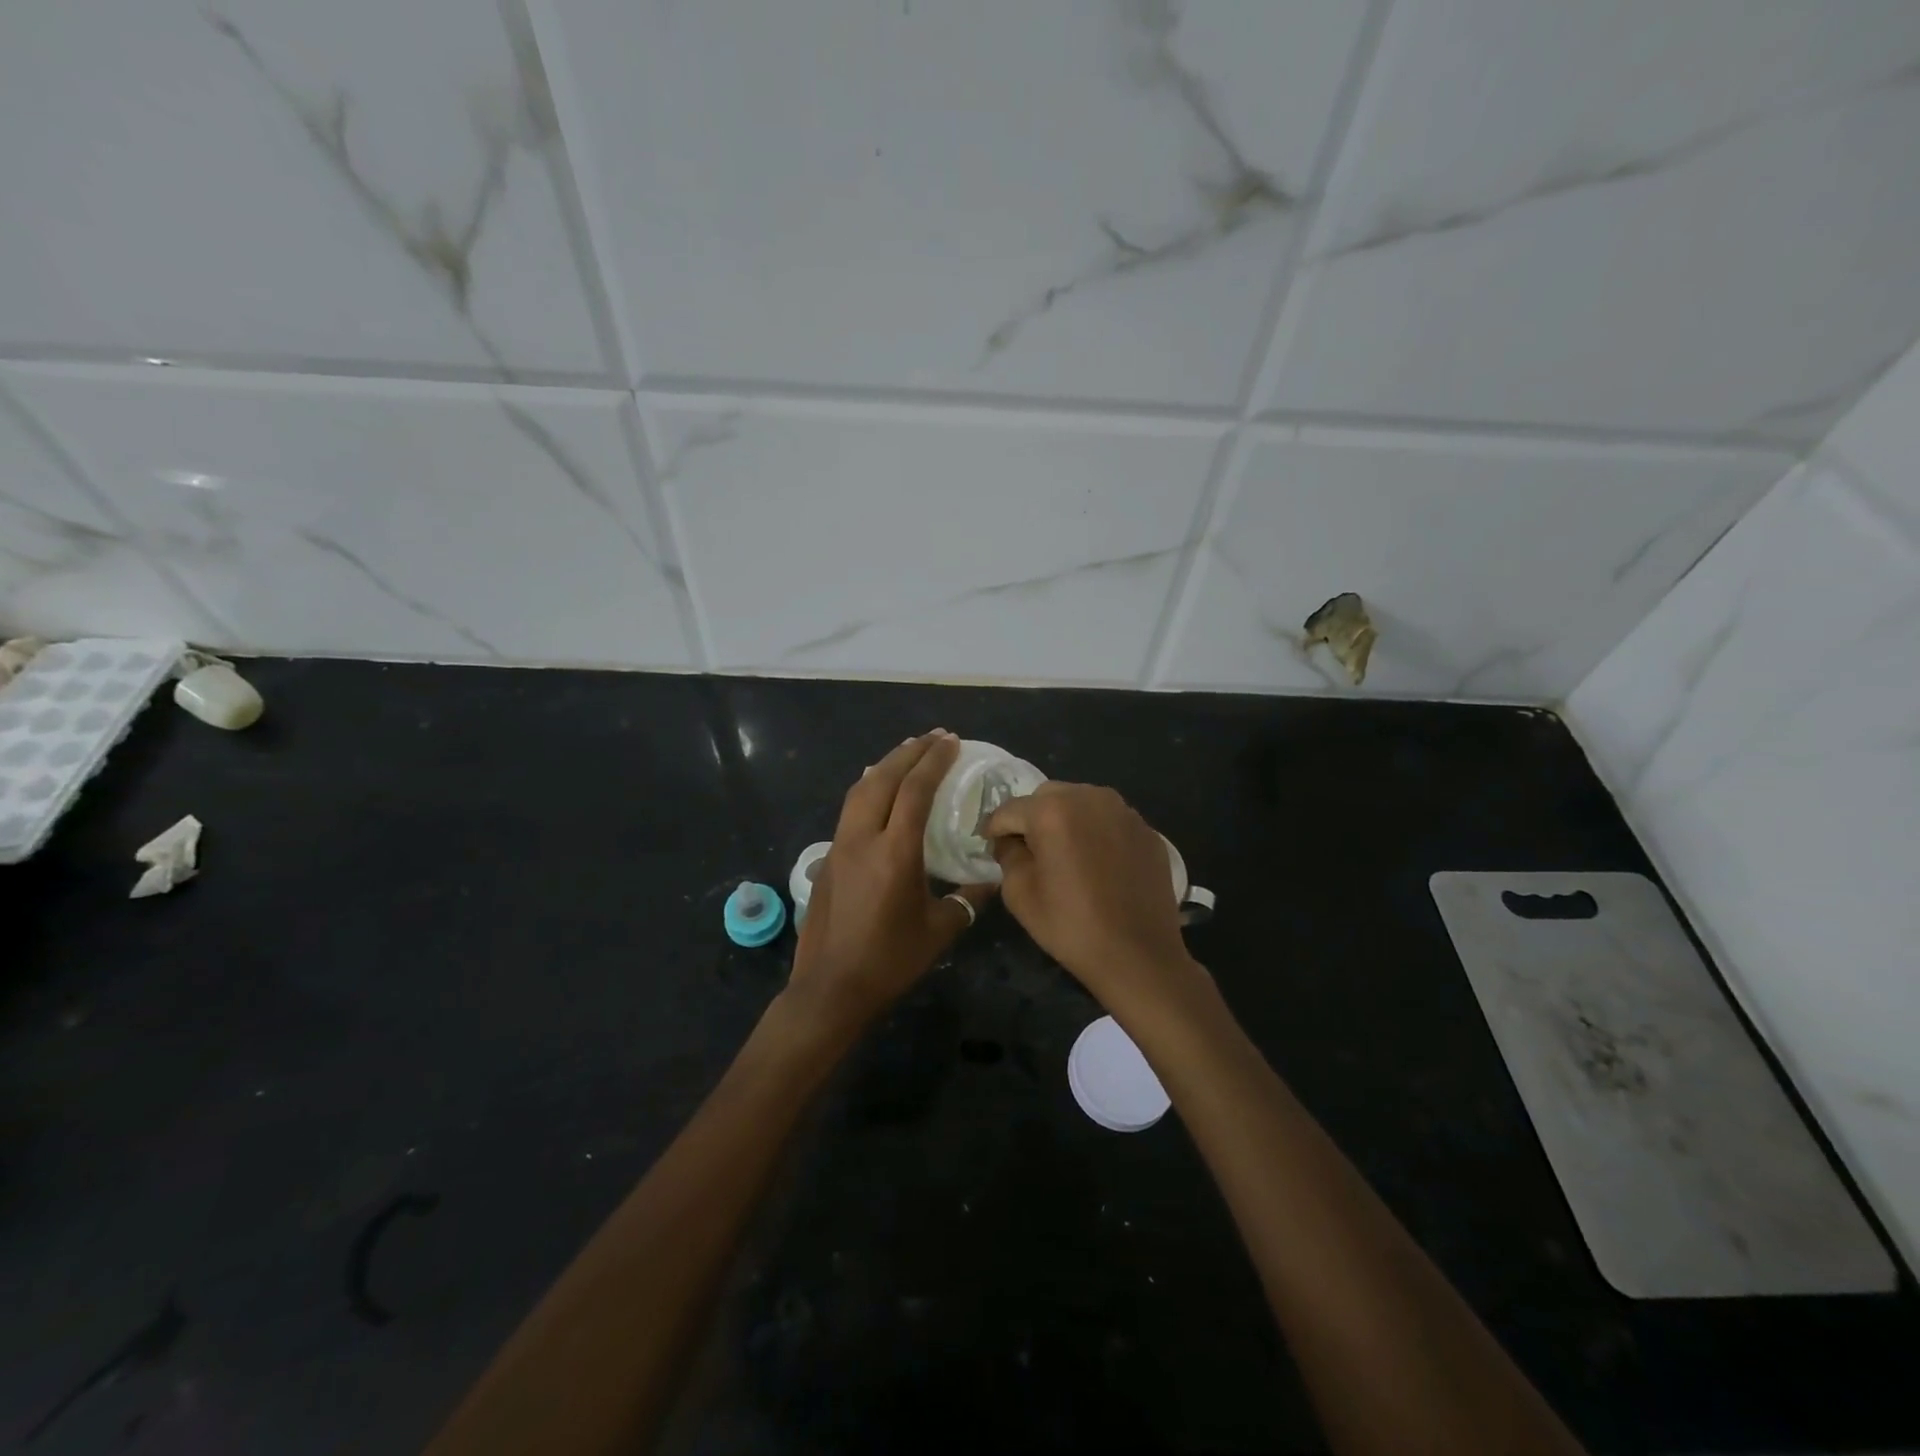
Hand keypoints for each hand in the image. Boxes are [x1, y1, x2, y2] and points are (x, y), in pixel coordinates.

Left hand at [786, 731, 994, 1034]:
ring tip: (906, 752)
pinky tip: (877, 791)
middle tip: (934, 737)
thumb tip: (991, 880)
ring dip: (885, 766)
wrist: (831, 988)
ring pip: (860, 790)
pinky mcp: (828, 859)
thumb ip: (967, 900)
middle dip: (910, 752)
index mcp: (895, 852)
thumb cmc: (890, 960)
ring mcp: (840, 847)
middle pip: (883, 778)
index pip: (915, 790)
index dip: (934, 761)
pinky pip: (849, 810)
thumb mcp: (939, 931)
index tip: (952, 742)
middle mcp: (863, 838)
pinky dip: (868, 788)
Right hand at [983, 782, 1201, 1016]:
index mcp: (1053, 810)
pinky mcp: (1147, 830)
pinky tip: (1098, 865)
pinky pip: (1110, 820)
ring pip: (1082, 802)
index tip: (991, 846)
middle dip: (1033, 818)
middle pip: (1047, 796)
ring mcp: (1124, 812)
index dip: (995, 828)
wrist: (1140, 955)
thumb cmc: (1072, 926)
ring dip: (1067, 820)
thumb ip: (1008, 855)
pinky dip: (1097, 833)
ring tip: (1066, 855)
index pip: (1010, 809)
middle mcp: (1090, 797)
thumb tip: (1010, 841)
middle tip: (1030, 851)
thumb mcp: (1020, 894)